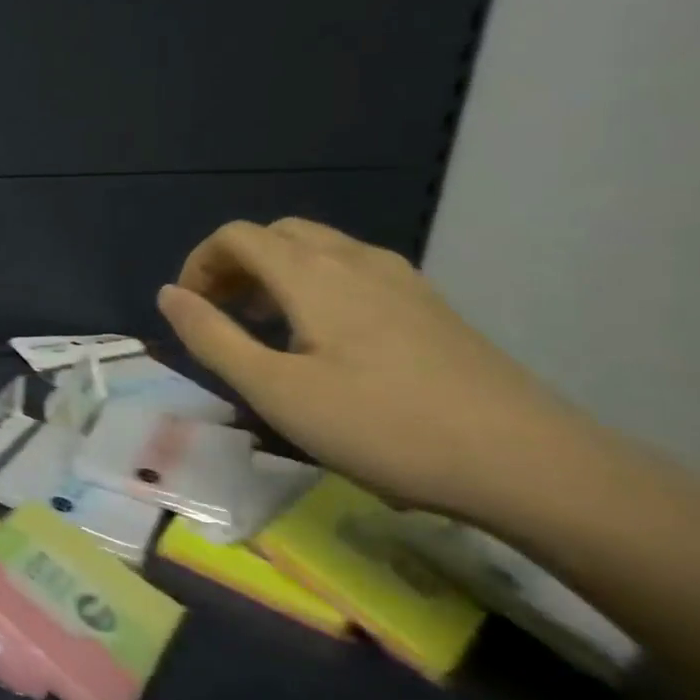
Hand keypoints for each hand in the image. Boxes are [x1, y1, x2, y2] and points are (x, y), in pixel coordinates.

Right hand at [156, 218, 591, 515]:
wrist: (532, 464)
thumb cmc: (384, 427)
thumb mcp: (275, 391)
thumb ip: (212, 337)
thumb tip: (167, 295)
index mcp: (312, 273)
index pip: (237, 237)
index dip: (199, 264)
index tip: (190, 311)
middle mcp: (355, 260)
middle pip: (277, 234)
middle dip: (235, 265)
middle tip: (222, 316)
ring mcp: (401, 280)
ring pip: (319, 250)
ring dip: (275, 275)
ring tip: (267, 330)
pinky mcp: (431, 307)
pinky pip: (354, 272)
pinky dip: (317, 286)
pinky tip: (327, 342)